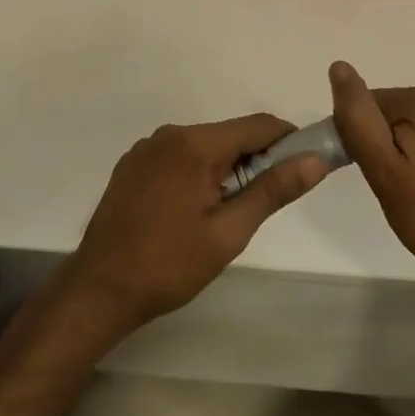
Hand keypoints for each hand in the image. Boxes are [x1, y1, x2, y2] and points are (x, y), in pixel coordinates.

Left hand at [67, 114, 331, 330]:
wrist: (99, 290)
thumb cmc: (169, 265)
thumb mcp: (229, 232)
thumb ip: (273, 191)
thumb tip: (315, 160)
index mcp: (195, 144)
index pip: (258, 125)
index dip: (288, 141)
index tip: (304, 165)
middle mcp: (169, 134)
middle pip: (230, 134)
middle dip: (255, 160)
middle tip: (262, 203)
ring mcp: (146, 148)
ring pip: (204, 146)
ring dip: (225, 169)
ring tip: (225, 214)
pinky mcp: (132, 165)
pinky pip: (178, 157)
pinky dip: (197, 173)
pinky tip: (191, 211)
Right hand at [327, 62, 414, 290]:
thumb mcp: (382, 167)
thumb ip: (358, 117)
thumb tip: (339, 67)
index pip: (371, 104)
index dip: (361, 137)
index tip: (371, 171)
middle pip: (392, 111)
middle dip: (384, 142)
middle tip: (393, 184)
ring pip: (412, 124)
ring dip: (403, 150)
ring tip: (412, 187)